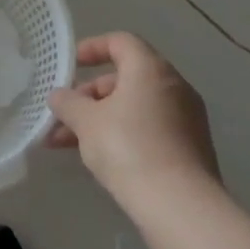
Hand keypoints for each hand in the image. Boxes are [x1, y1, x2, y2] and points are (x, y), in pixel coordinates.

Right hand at [47, 33, 220, 203]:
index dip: (92, 48)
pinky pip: (149, 129)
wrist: (180, 206)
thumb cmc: (128, 148)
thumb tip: (59, 96)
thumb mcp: (85, 121)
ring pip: (134, 107)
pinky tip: (97, 158)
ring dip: (100, 119)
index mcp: (150, 70)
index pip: (121, 42)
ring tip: (65, 143)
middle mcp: (174, 87)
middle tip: (64, 114)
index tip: (71, 65)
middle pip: (126, 78)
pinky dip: (122, 134)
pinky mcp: (190, 148)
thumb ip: (67, 103)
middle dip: (89, 94)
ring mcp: (186, 119)